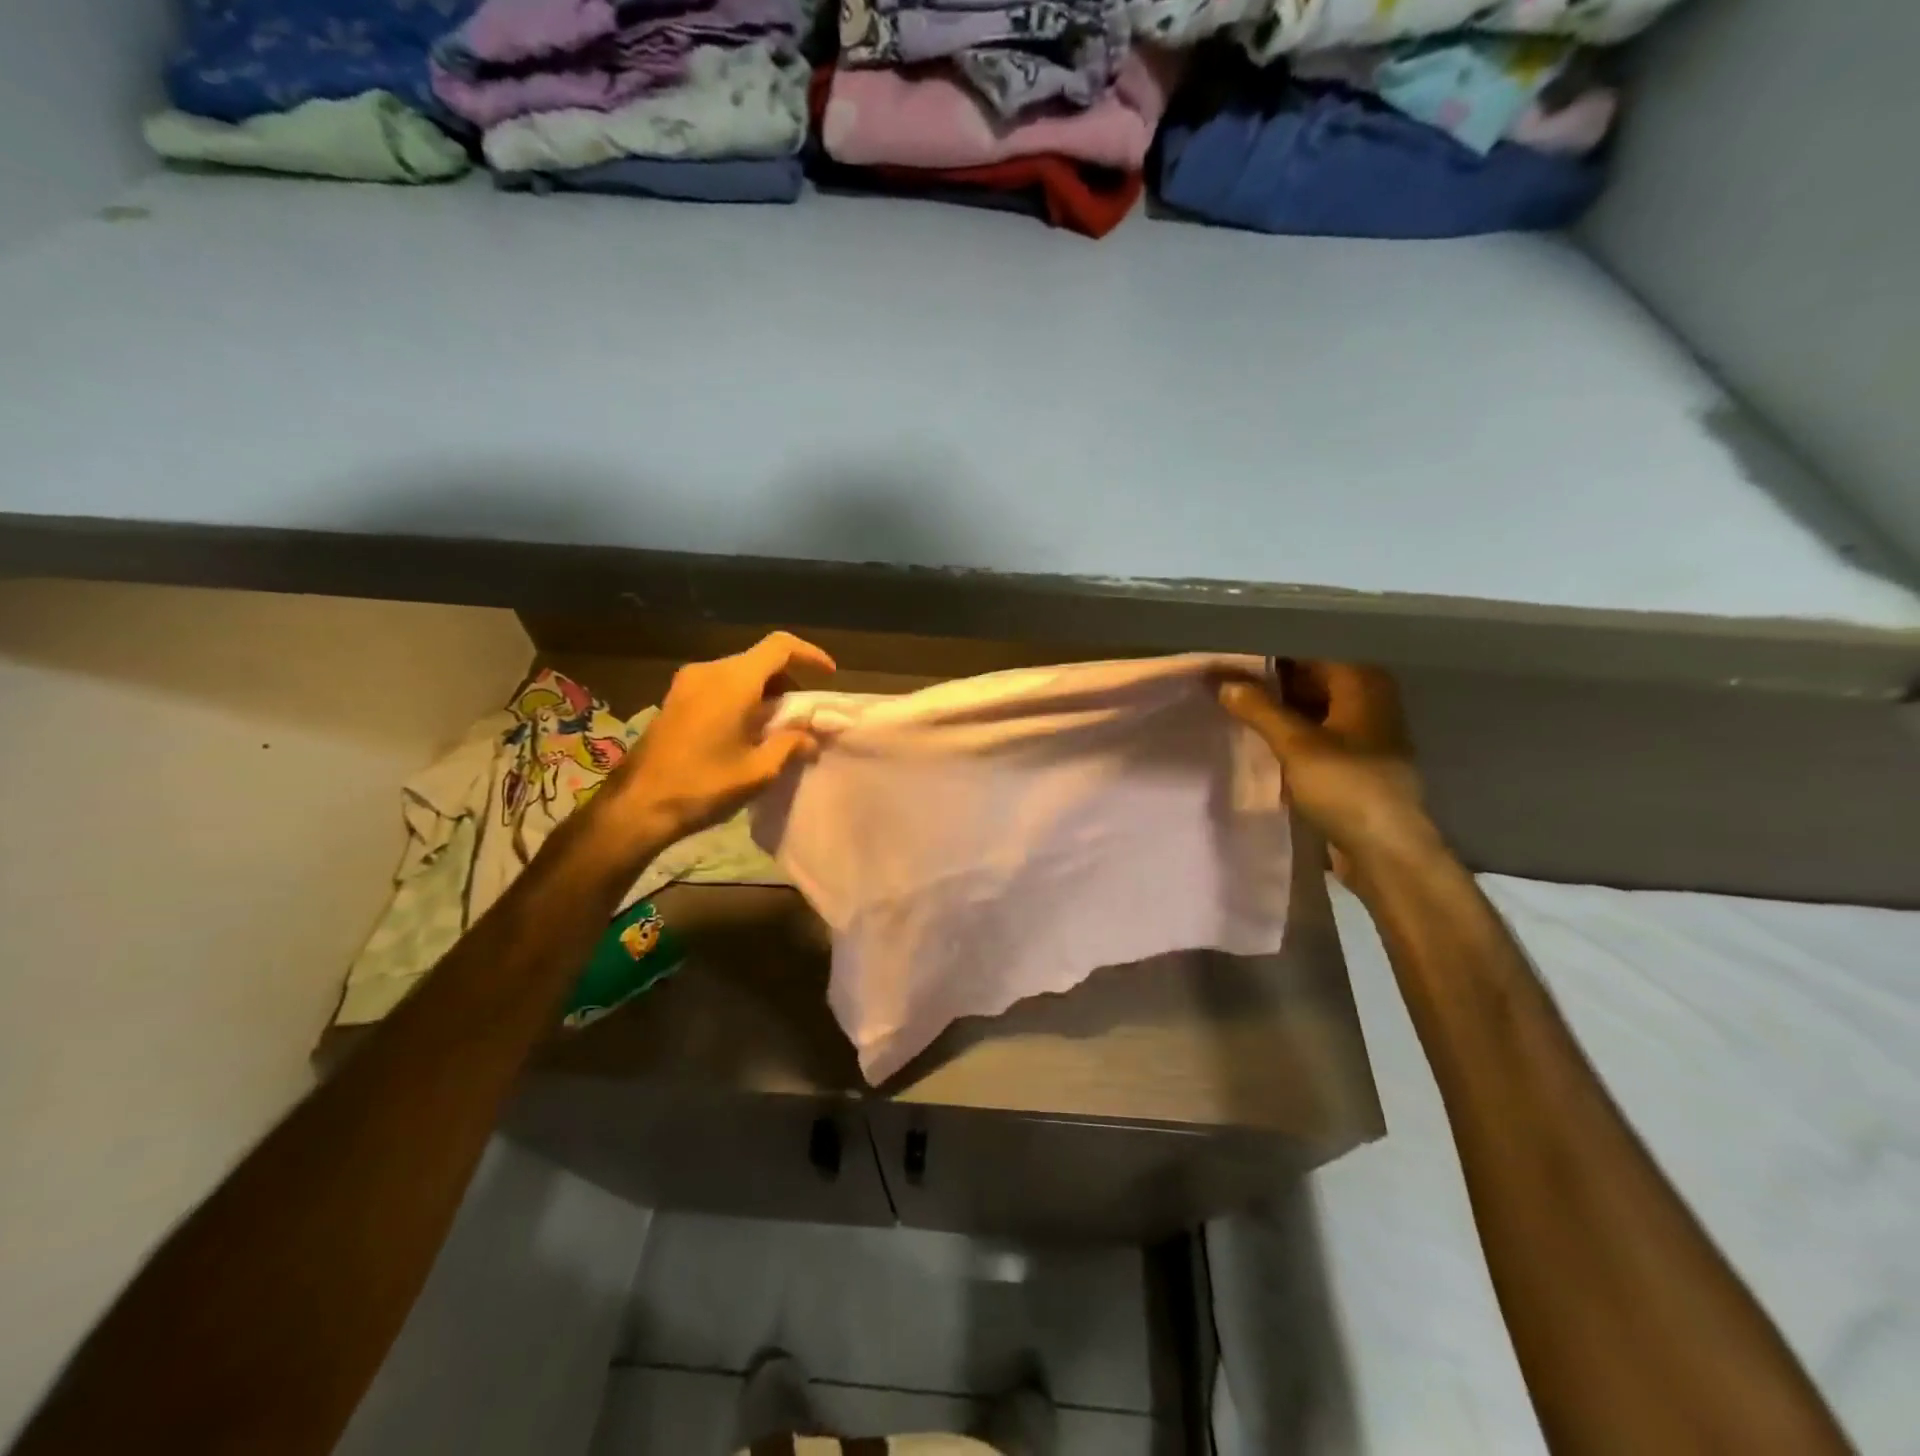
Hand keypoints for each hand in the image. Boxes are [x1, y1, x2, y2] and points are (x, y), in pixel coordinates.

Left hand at [598, 632, 836, 851]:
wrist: (638, 806)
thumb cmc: (703, 785)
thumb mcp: (759, 770)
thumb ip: (791, 744)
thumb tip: (813, 737)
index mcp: (734, 681)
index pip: (780, 646)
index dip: (809, 655)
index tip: (828, 676)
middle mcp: (709, 671)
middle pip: (760, 660)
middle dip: (788, 681)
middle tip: (803, 714)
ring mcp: (687, 683)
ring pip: (739, 673)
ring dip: (764, 692)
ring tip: (777, 727)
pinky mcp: (675, 698)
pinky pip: (719, 685)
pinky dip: (742, 697)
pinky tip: (747, 731)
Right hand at [1217, 661, 1438, 883]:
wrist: (1386, 850)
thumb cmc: (1346, 787)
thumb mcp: (1295, 745)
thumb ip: (1258, 709)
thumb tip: (1222, 682)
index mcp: (1363, 684)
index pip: (1310, 650)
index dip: (1270, 653)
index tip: (1232, 657)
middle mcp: (1368, 699)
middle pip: (1312, 677)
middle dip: (1270, 680)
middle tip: (1225, 682)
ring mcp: (1364, 732)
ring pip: (1313, 706)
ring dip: (1278, 708)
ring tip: (1235, 706)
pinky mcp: (1356, 760)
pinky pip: (1317, 733)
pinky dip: (1291, 731)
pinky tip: (1260, 738)